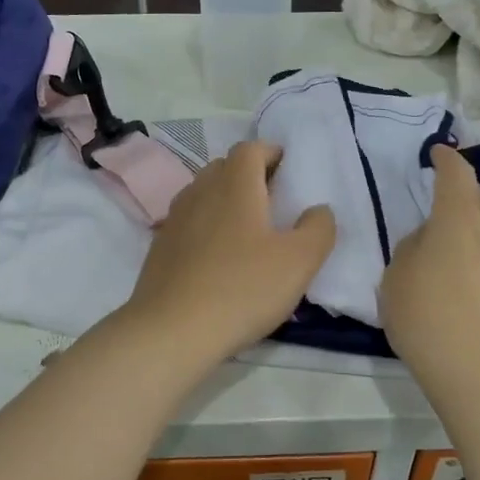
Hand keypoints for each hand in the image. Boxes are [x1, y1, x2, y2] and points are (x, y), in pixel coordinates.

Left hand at [119, 141, 335, 367]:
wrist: (172, 330)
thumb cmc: (242, 288)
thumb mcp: (299, 262)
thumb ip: (318, 228)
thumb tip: (318, 210)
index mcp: (235, 185)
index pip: (250, 149)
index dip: (271, 153)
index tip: (290, 172)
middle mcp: (200, 191)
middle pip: (225, 168)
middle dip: (250, 176)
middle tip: (274, 202)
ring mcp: (175, 219)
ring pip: (204, 194)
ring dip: (226, 201)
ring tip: (249, 231)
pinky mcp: (160, 247)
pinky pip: (189, 223)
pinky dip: (207, 227)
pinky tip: (219, 258)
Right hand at [380, 145, 479, 412]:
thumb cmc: (431, 323)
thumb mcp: (396, 282)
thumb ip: (411, 250)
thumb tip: (430, 241)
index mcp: (458, 220)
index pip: (456, 174)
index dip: (447, 159)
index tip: (438, 152)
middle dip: (463, 191)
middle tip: (442, 198)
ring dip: (477, 225)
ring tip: (456, 240)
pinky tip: (473, 276)